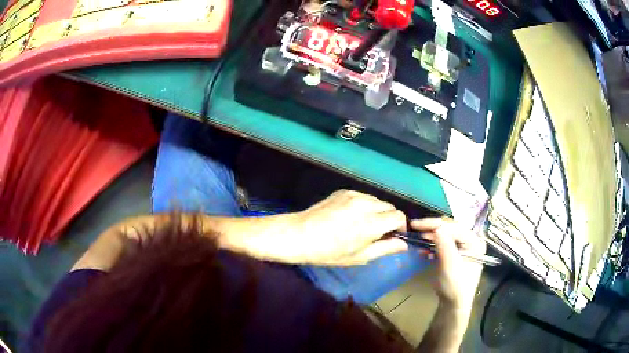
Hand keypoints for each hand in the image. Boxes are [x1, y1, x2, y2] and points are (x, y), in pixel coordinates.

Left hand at [288, 190, 408, 264]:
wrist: (299, 235)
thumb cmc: (329, 252)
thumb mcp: (359, 256)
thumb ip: (385, 248)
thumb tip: (404, 244)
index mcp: (371, 223)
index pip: (398, 216)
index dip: (401, 226)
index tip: (394, 235)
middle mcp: (365, 205)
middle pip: (390, 207)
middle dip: (389, 219)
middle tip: (378, 233)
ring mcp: (353, 195)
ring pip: (377, 201)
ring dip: (378, 211)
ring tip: (364, 224)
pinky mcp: (344, 191)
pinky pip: (363, 197)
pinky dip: (364, 205)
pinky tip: (351, 216)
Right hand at [411, 218, 485, 309]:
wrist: (453, 305)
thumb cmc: (455, 286)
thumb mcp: (450, 266)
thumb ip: (445, 245)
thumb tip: (437, 226)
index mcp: (474, 242)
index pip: (454, 227)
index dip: (435, 224)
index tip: (416, 225)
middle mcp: (471, 241)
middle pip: (450, 228)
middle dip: (432, 228)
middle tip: (415, 228)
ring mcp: (463, 247)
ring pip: (446, 234)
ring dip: (431, 235)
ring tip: (418, 237)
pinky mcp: (455, 253)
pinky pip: (443, 243)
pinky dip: (433, 243)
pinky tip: (424, 248)